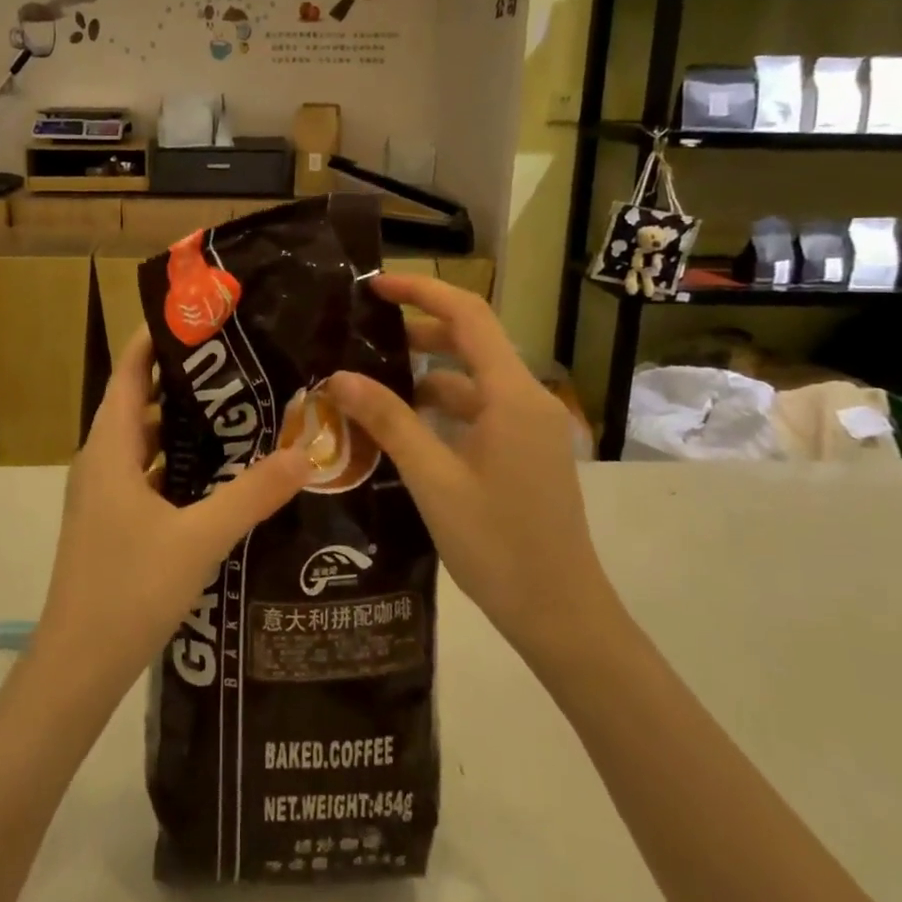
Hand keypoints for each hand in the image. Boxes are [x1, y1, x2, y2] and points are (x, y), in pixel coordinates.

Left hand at [33, 328, 313, 699]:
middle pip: (141, 403)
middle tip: (239, 364)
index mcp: (110, 448)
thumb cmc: (128, 589)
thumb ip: (252, 494)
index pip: (130, 372)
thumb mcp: (199, 539)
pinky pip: (149, 476)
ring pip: (147, 443)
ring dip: (184, 426)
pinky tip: (221, 476)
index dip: (157, 339)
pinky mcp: (114, 523)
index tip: (201, 317)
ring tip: (239, 411)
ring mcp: (105, 495)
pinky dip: (181, 466)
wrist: (77, 667)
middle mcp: (103, 461)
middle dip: (185, 381)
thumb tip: (305, 454)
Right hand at [324, 275, 618, 657]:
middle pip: (471, 341)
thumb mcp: (433, 479)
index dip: (422, 291)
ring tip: (373, 382)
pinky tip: (405, 427)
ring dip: (426, 373)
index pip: (468, 315)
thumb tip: (339, 377)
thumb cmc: (498, 545)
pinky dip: (443, 407)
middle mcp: (526, 399)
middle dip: (418, 330)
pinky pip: (480, 410)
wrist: (561, 615)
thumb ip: (388, 421)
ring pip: (472, 379)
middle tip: (363, 335)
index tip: (374, 287)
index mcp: (512, 395)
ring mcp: (529, 427)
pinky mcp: (525, 451)